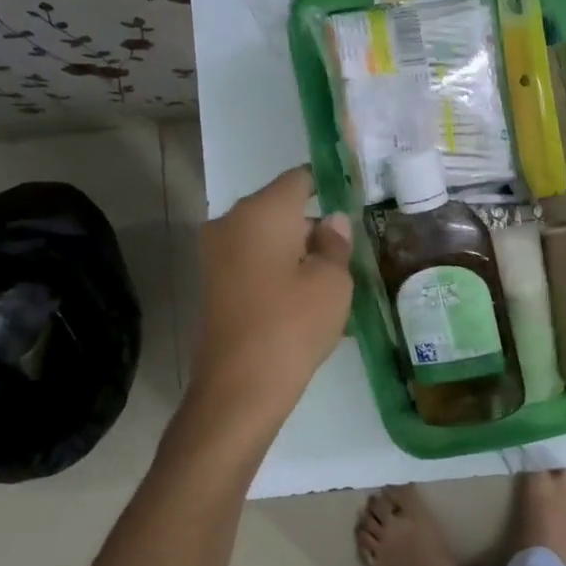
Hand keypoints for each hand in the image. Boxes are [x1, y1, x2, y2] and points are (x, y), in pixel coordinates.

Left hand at [189, 166, 352, 408]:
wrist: (239, 387)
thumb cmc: (293, 325)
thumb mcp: (332, 282)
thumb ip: (336, 243)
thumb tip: (331, 222)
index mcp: (262, 210)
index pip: (300, 179)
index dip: (328, 187)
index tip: (353, 204)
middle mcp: (231, 221)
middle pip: (280, 208)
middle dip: (312, 224)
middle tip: (346, 252)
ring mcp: (216, 252)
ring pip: (266, 237)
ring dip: (295, 250)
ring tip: (328, 280)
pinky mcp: (212, 282)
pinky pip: (252, 261)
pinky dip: (276, 269)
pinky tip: (301, 298)